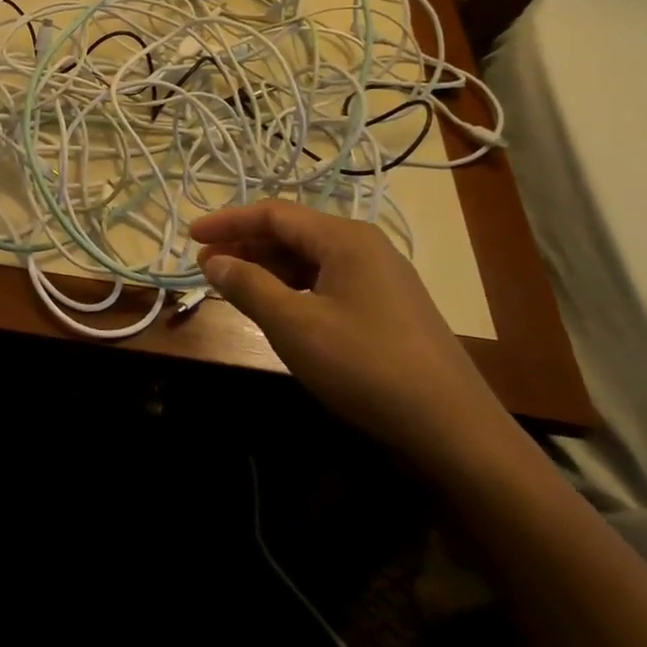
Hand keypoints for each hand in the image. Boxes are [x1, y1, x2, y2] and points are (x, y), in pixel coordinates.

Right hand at [192, 200, 515, 473]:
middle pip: (292, 233)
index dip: (228, 221)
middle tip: (206, 266)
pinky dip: (293, 289)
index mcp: (345, 238)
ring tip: (233, 287)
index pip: (274, 213)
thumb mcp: (294, 325)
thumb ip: (248, 286)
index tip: (191, 237)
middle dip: (245, 246)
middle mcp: (365, 247)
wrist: (455, 432)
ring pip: (310, 260)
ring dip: (267, 269)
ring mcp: (381, 279)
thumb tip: (213, 261)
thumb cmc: (366, 367)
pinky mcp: (388, 309)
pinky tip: (277, 310)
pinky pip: (328, 283)